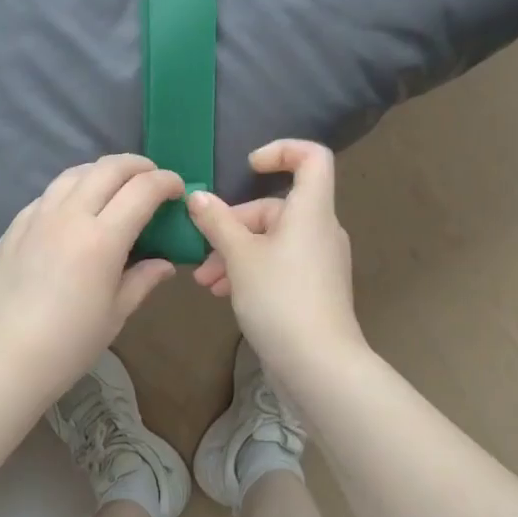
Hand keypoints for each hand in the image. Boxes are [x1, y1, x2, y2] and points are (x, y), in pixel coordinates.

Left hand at [0, 154, 182, 403]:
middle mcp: (69, 216)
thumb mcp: (116, 314)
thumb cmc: (69, 344)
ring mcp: (36, 217)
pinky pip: (47, 195)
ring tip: (114, 186)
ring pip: (74, 173)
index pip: (142, 190)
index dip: (166, 182)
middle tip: (152, 178)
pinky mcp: (13, 227)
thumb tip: (165, 263)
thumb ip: (142, 280)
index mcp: (102, 239)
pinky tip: (74, 210)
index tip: (177, 189)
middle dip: (137, 165)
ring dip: (102, 171)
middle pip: (108, 168)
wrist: (3, 360)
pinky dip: (71, 190)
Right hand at [187, 140, 365, 384]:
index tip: (248, 169)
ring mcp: (320, 261)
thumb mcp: (239, 256)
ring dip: (236, 253)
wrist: (319, 365)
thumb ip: (217, 222)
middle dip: (233, 226)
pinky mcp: (314, 288)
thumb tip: (197, 197)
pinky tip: (224, 294)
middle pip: (276, 208)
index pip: (312, 157)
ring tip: (206, 282)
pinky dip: (252, 270)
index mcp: (311, 210)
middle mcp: (320, 229)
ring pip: (272, 240)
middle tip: (204, 253)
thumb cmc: (280, 298)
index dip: (282, 151)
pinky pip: (280, 264)